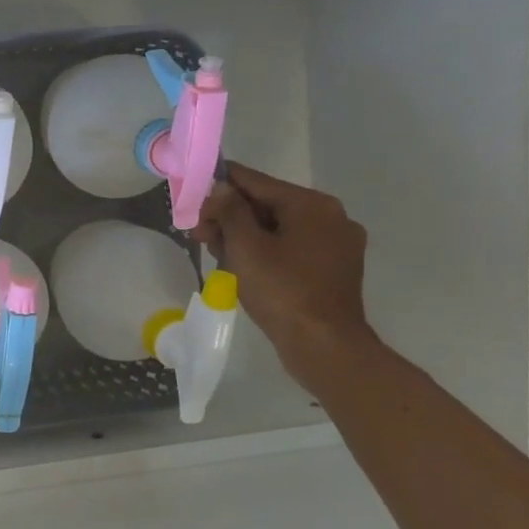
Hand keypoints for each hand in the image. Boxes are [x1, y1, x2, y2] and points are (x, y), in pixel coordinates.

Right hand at [197, 163, 374, 387]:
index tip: (192, 196)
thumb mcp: (246, 246)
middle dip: (230, 217)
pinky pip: (291, 248)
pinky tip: (242, 267)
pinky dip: (265, 252)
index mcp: (312, 205)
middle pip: (267, 205)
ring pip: (278, 228)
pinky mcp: (333, 269)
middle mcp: (330, 217)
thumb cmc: (282, 290)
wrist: (324, 346)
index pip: (256, 182)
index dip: (220, 186)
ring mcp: (336, 245)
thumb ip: (230, 210)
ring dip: (244, 236)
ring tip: (216, 253)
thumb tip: (221, 188)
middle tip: (199, 234)